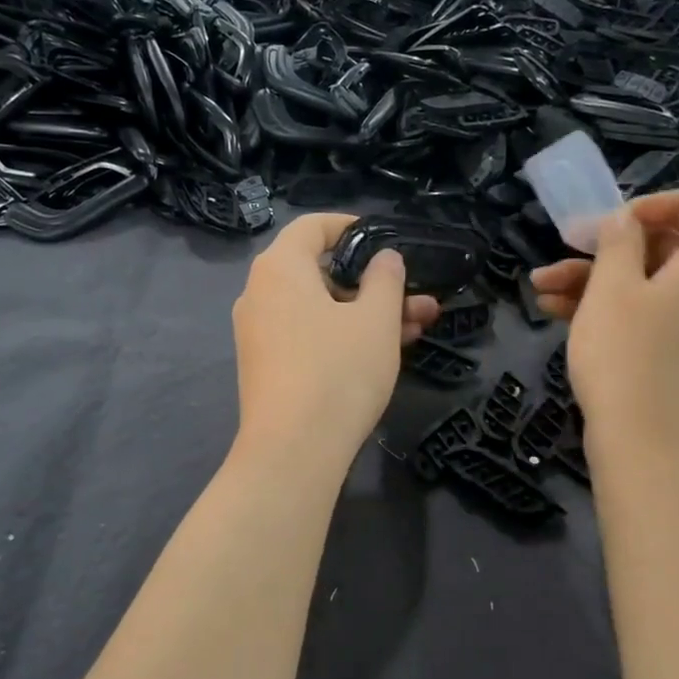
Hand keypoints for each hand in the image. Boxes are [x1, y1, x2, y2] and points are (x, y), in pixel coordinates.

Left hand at [231, 213, 439, 470]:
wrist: (293, 451)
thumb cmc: (338, 371)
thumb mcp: (376, 320)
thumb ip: (385, 279)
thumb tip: (384, 258)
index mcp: (280, 268)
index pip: (313, 227)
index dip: (352, 227)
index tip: (386, 241)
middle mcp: (260, 294)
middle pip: (322, 273)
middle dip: (375, 285)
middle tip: (418, 298)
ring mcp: (260, 333)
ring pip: (321, 309)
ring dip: (368, 314)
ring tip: (419, 326)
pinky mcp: (267, 367)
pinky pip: (309, 335)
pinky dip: (343, 335)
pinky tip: (386, 351)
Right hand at [529, 191, 678, 461]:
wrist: (644, 444)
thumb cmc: (627, 356)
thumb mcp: (613, 288)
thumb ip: (619, 243)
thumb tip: (626, 221)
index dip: (668, 203)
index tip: (621, 219)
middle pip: (668, 248)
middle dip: (610, 246)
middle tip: (568, 249)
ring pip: (644, 284)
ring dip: (593, 278)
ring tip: (540, 286)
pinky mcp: (669, 356)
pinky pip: (641, 316)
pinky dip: (603, 308)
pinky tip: (553, 311)